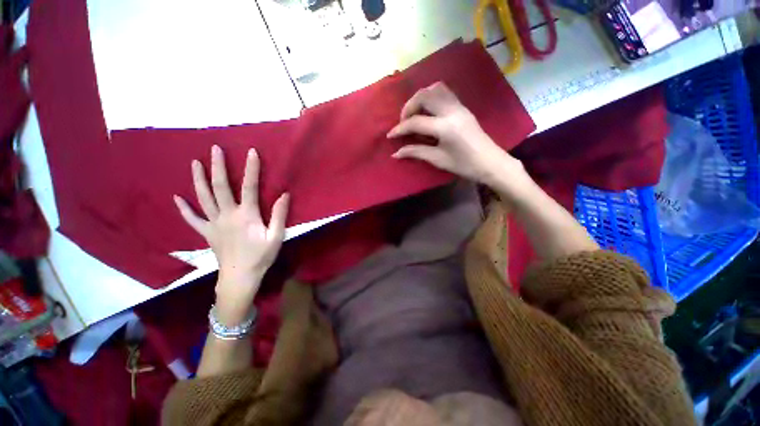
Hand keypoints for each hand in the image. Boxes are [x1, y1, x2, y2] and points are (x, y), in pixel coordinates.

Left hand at [173, 145, 288, 323]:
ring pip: (203, 198)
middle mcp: (227, 215)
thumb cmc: (261, 256)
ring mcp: (213, 223)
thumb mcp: (276, 236)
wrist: (240, 277)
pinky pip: (192, 219)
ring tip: (194, 163)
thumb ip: (279, 215)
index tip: (251, 152)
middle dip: (218, 166)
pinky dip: (184, 208)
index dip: (251, 169)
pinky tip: (176, 198)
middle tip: (215, 149)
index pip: (249, 187)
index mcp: (246, 215)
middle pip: (220, 187)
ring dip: (198, 179)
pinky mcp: (207, 232)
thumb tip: (284, 194)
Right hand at [387, 82, 523, 187]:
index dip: (400, 129)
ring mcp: (459, 106)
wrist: (491, 162)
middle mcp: (451, 111)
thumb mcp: (438, 160)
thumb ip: (416, 152)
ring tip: (414, 114)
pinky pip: (444, 92)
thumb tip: (396, 153)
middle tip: (403, 122)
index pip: (416, 122)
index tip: (390, 136)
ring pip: (435, 88)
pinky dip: (431, 97)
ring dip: (420, 98)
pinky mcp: (463, 107)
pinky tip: (427, 111)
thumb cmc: (465, 165)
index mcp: (445, 127)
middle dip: (408, 107)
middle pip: (424, 96)